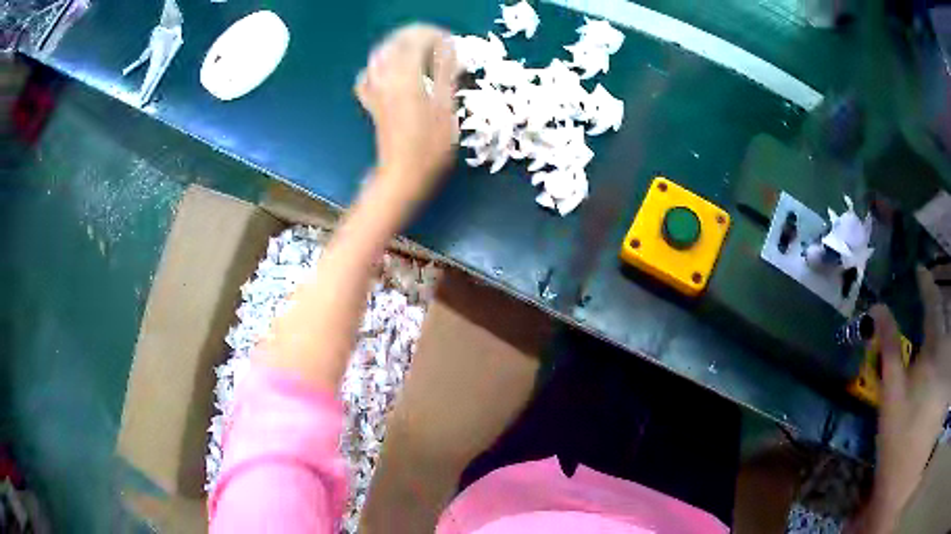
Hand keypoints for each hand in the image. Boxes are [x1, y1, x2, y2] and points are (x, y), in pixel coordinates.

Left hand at [355, 24, 459, 209]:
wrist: (404, 174)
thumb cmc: (431, 145)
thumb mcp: (447, 106)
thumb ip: (446, 72)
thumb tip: (449, 46)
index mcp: (406, 75)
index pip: (415, 39)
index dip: (434, 35)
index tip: (451, 42)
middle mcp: (385, 77)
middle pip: (395, 43)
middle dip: (417, 36)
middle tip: (439, 44)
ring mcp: (375, 90)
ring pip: (381, 55)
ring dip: (399, 47)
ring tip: (420, 52)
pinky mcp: (372, 102)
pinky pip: (369, 75)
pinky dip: (381, 67)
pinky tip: (391, 72)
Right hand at [857, 267, 950, 531]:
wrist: (903, 494)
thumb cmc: (898, 452)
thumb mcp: (891, 405)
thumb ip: (889, 354)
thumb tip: (879, 310)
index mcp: (933, 356)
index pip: (932, 306)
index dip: (927, 285)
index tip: (920, 270)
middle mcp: (946, 357)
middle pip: (944, 324)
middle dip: (936, 315)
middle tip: (926, 317)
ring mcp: (949, 375)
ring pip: (948, 347)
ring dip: (941, 342)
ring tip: (932, 357)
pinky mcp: (947, 393)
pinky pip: (949, 367)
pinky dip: (945, 364)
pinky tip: (937, 385)